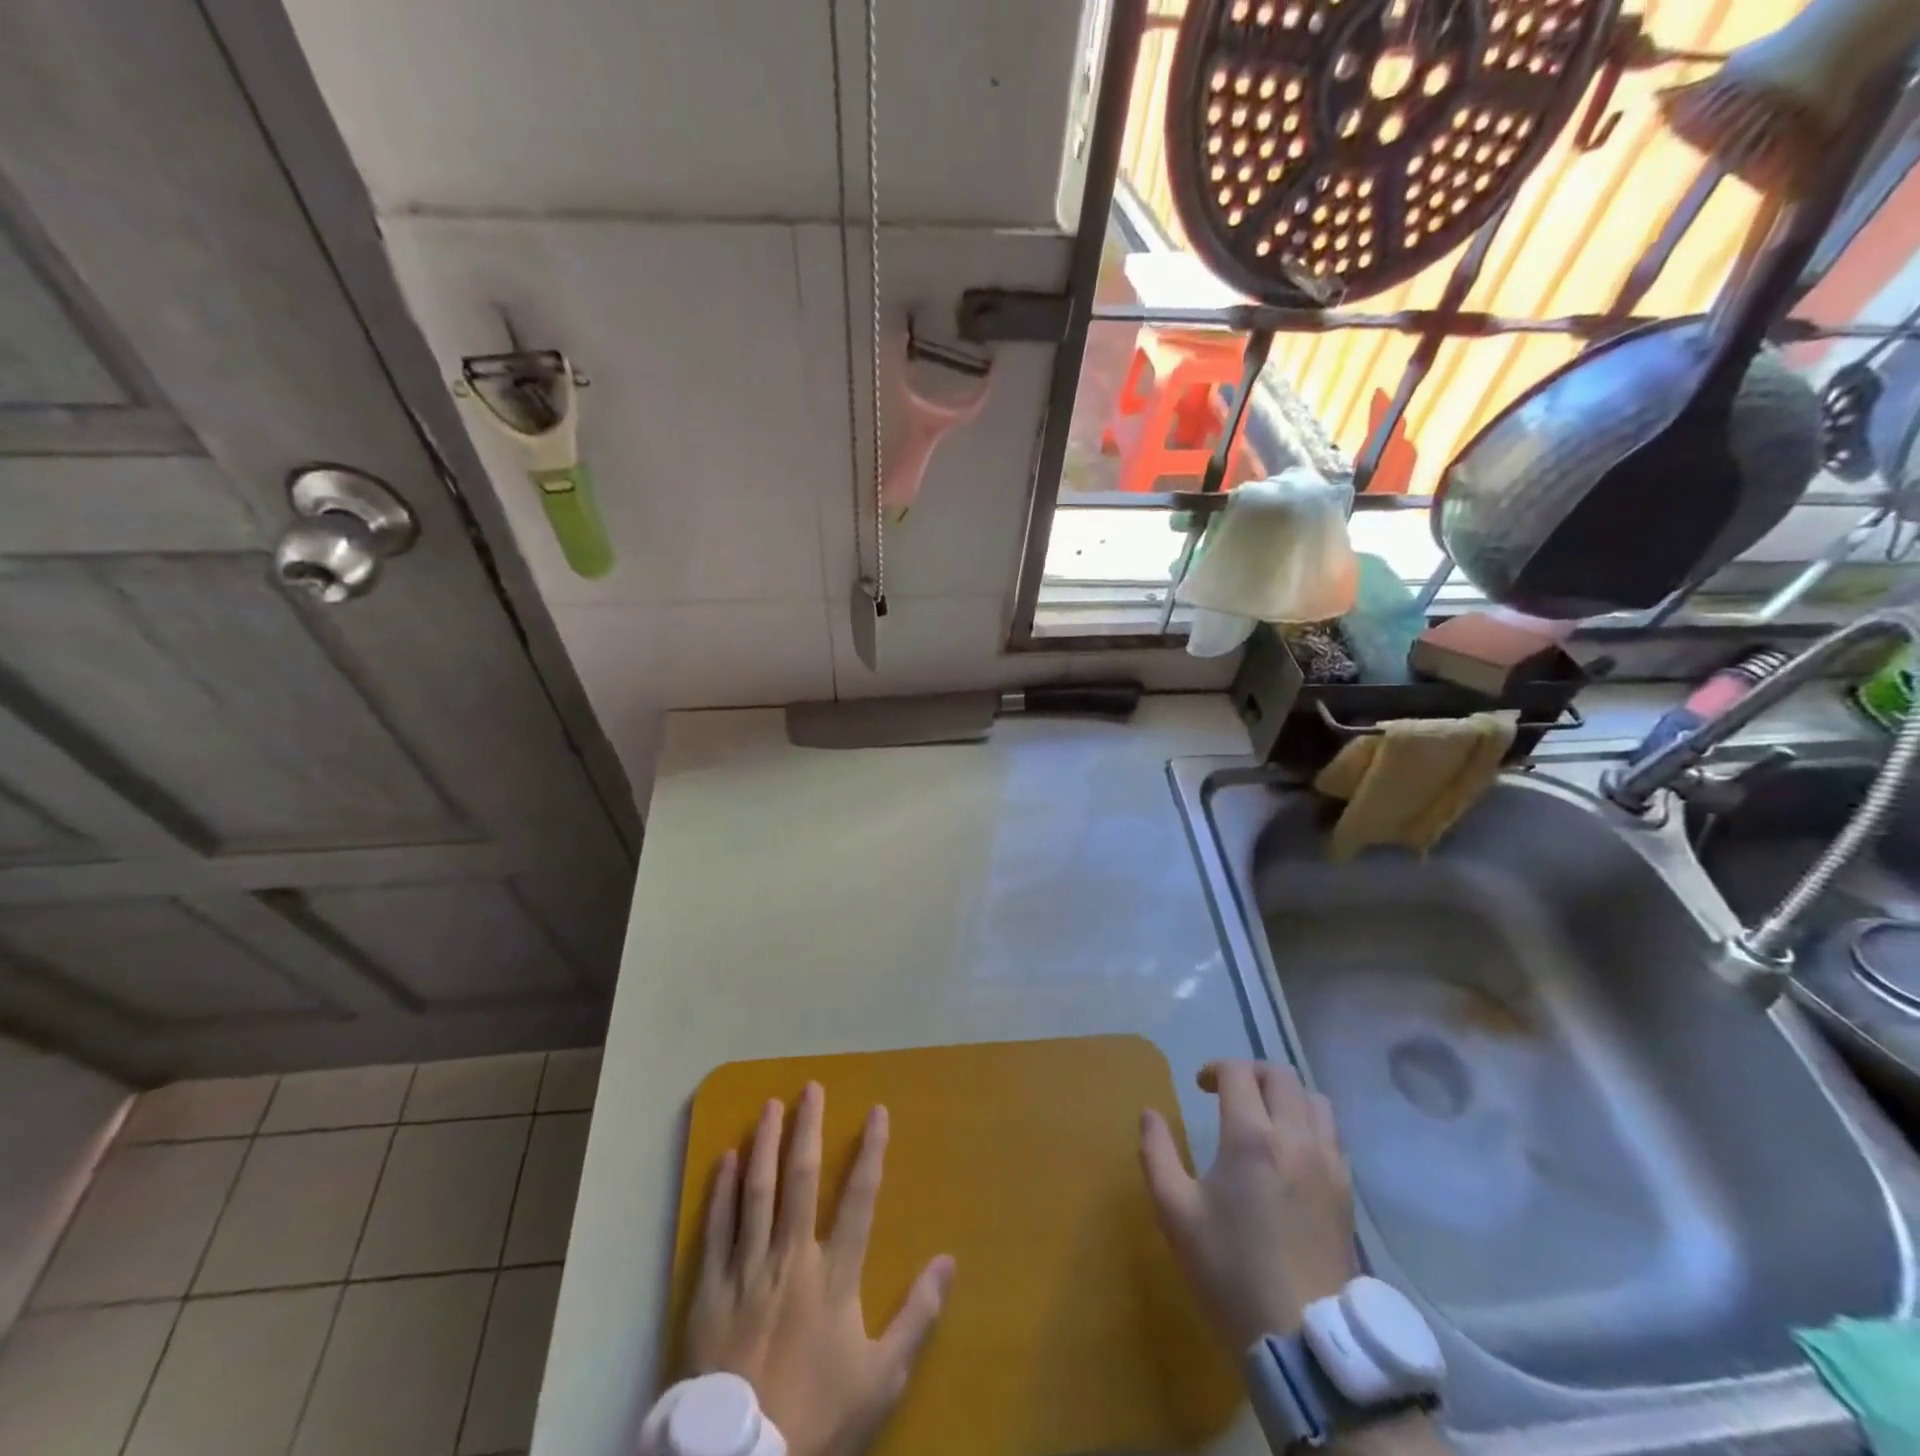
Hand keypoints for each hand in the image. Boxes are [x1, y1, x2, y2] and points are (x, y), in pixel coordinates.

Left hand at [685, 1083, 955, 1455]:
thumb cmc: (818, 1414)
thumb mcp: (882, 1376)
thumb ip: (917, 1315)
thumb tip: (949, 1260)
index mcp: (834, 1275)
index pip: (860, 1198)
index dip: (871, 1151)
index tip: (878, 1111)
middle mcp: (792, 1258)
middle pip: (801, 1180)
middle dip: (807, 1129)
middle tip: (810, 1088)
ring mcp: (747, 1270)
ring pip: (756, 1192)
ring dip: (764, 1144)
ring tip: (768, 1106)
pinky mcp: (711, 1290)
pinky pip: (716, 1228)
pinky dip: (721, 1191)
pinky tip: (726, 1158)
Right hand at [1140, 1059, 1356, 1351]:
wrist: (1302, 1340)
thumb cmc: (1230, 1271)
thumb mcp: (1175, 1213)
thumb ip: (1157, 1154)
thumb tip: (1149, 1114)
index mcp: (1251, 1137)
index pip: (1238, 1073)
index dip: (1216, 1069)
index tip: (1200, 1087)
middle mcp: (1295, 1138)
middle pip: (1281, 1075)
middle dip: (1251, 1073)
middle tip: (1230, 1094)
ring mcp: (1328, 1164)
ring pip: (1314, 1100)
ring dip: (1286, 1096)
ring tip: (1264, 1118)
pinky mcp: (1347, 1191)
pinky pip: (1332, 1134)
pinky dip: (1310, 1124)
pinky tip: (1291, 1153)